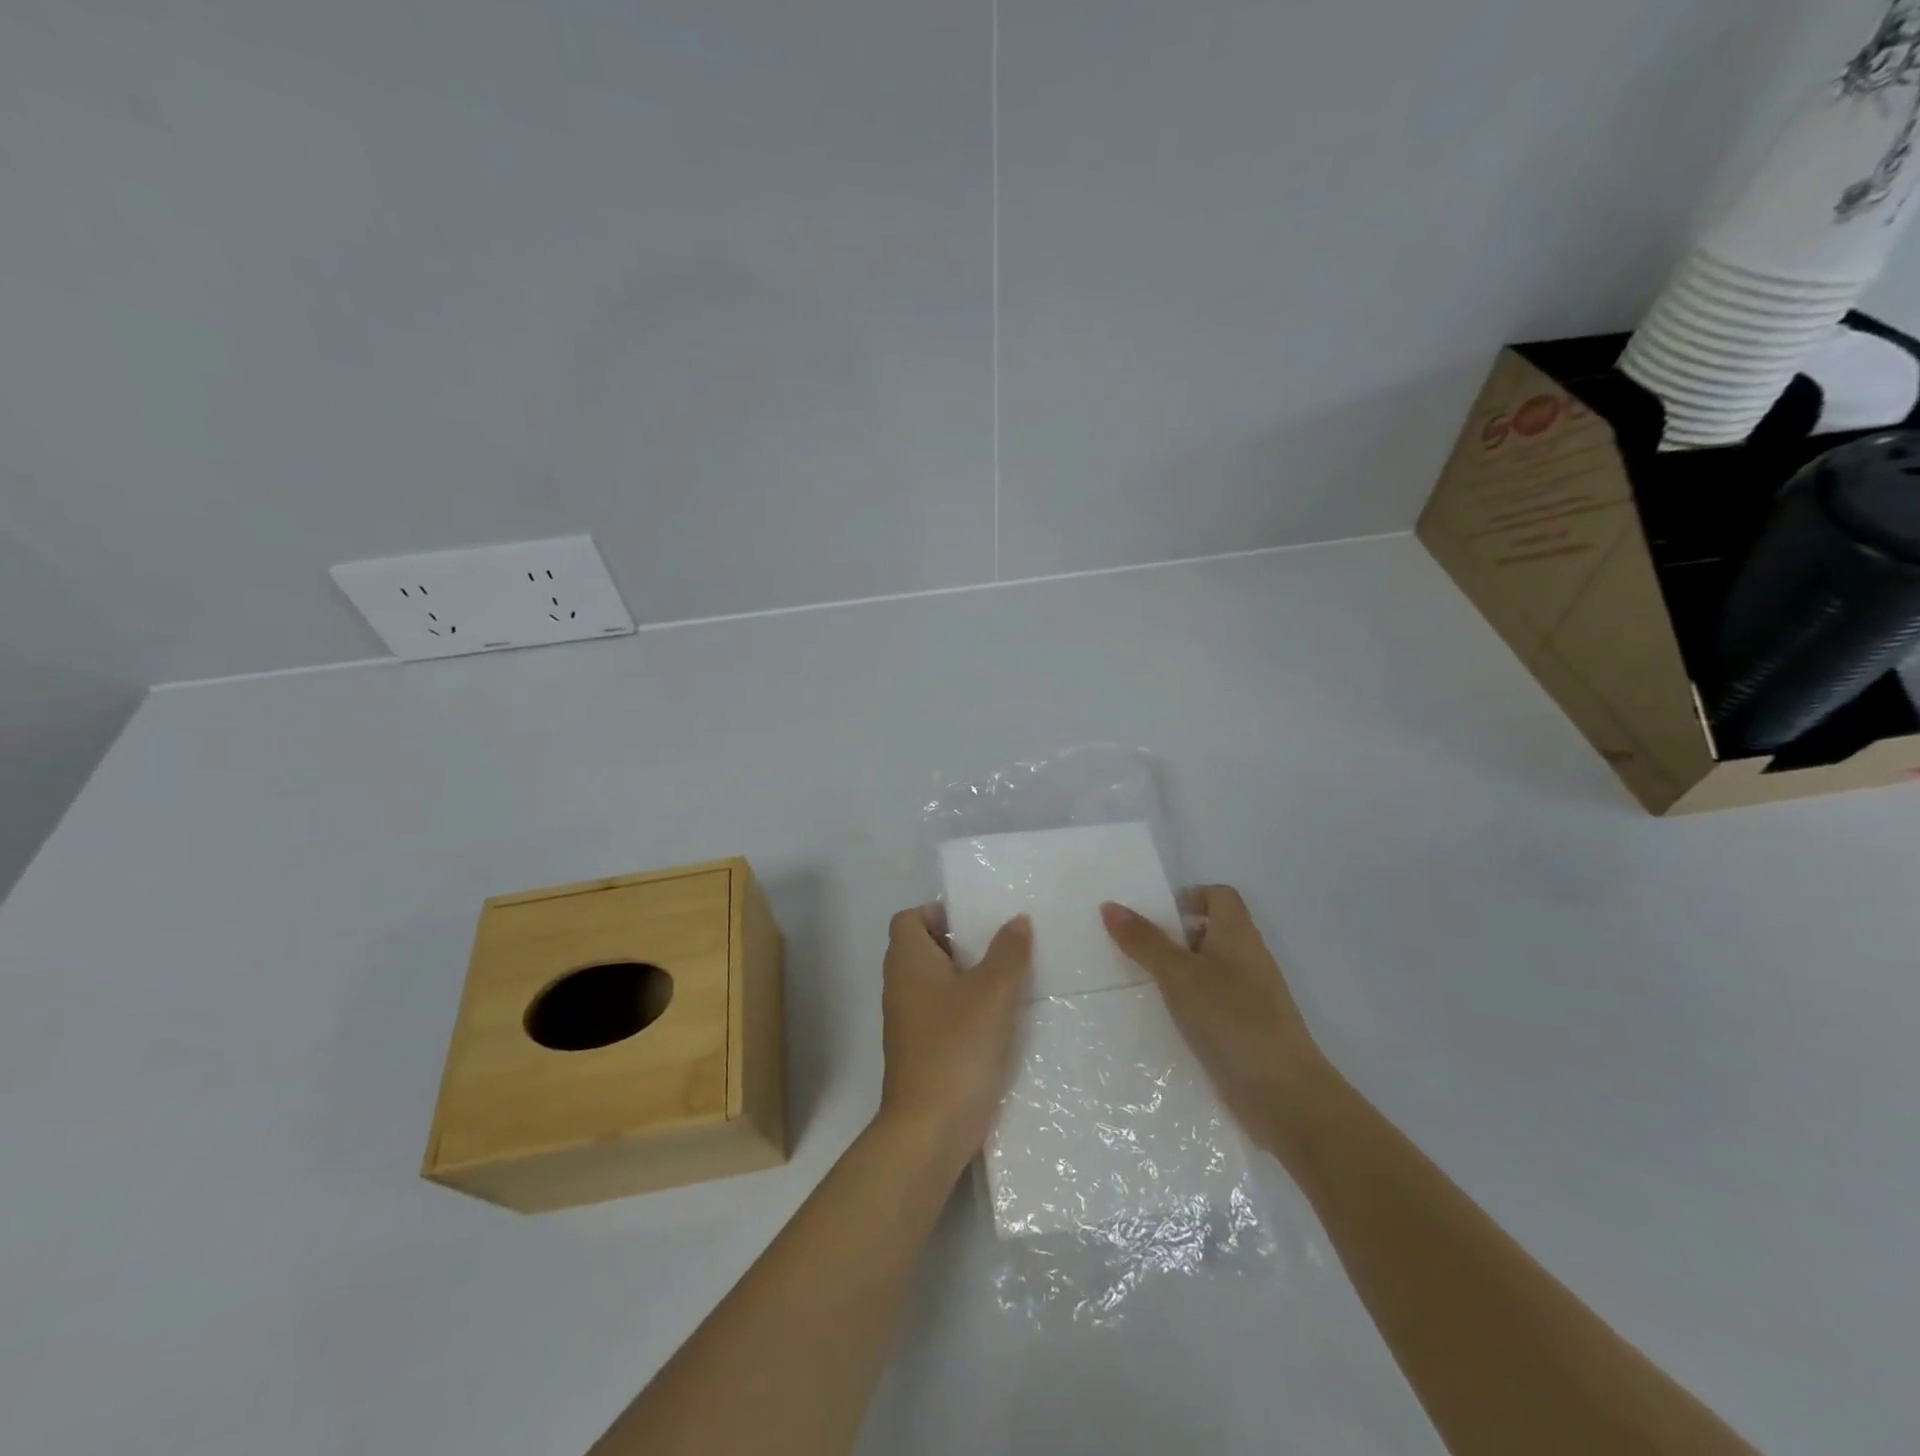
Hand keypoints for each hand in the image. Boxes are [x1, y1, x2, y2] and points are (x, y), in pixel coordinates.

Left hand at [876, 906, 1031, 1174]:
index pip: (909, 918)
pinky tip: (1002, 1018)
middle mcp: (901, 985)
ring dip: (970, 977)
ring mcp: (909, 1020)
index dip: (938, 912)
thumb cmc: (957, 1046)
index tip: (977, 921)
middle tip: (1003, 946)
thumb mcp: (992, 992)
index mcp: (908, 961)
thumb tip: (1017, 920)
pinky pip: (944, 1012)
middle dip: (963, 943)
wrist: (930, 1128)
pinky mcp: (922, 1049)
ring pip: (938, 982)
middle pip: (926, 948)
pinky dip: (968, 1008)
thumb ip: (1008, 952)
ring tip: (1011, 978)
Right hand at [1100, 886, 1335, 1159]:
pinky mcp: (1246, 1030)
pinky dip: (1189, 1004)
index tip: (1154, 916)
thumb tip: (1110, 906)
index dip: (1188, 897)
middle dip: (1173, 936)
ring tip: (1140, 983)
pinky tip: (1164, 1020)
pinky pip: (1212, 1003)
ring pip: (1209, 969)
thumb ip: (1144, 941)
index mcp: (1238, 934)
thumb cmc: (1232, 1019)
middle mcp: (1248, 959)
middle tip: (1134, 948)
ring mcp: (1250, 997)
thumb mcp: (1178, 975)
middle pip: (1210, 931)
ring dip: (1178, 972)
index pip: (1219, 895)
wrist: (1284, 1096)